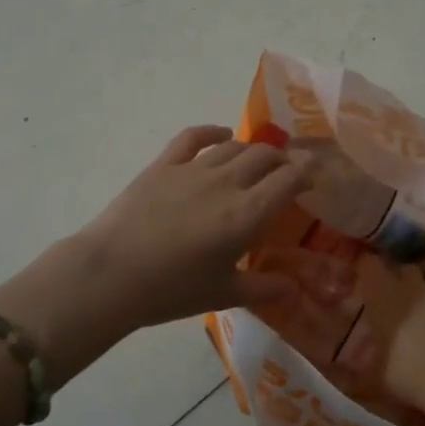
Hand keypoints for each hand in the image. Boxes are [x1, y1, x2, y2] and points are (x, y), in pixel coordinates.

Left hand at [74, 126, 311, 333]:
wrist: (111, 274)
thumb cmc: (172, 290)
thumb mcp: (223, 294)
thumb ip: (263, 289)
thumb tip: (294, 290)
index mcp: (246, 215)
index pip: (288, 180)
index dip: (306, 173)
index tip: (313, 175)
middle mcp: (226, 183)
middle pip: (264, 157)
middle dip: (282, 160)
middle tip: (286, 171)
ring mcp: (193, 169)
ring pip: (233, 147)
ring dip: (252, 149)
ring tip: (258, 159)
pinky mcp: (163, 165)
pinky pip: (193, 137)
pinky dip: (212, 131)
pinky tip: (221, 134)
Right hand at [360, 261, 424, 408]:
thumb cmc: (407, 372)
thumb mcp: (377, 371)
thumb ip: (370, 355)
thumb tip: (359, 360)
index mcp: (383, 294)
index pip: (369, 265)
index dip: (368, 270)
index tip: (366, 281)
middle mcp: (412, 284)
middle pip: (405, 271)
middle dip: (403, 285)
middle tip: (401, 307)